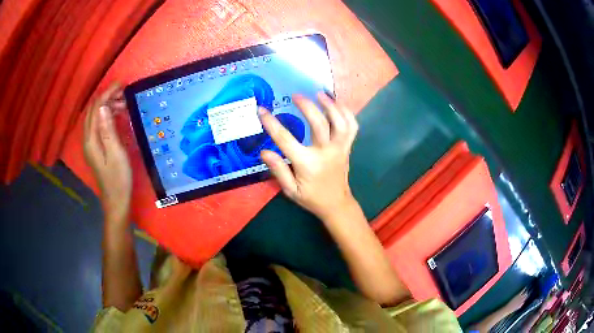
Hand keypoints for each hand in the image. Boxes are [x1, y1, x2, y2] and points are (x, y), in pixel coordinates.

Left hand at [83, 83, 131, 222]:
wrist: (116, 201)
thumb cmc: (119, 179)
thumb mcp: (116, 153)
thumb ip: (108, 130)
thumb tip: (103, 106)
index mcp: (91, 140)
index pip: (96, 108)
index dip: (107, 94)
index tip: (121, 84)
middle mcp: (87, 139)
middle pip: (93, 111)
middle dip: (106, 97)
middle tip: (124, 92)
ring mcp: (90, 144)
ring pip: (95, 117)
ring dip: (107, 106)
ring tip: (123, 103)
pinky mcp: (95, 148)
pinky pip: (98, 125)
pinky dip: (106, 115)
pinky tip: (117, 116)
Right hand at [259, 93, 358, 219]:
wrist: (336, 204)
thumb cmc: (311, 198)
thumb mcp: (290, 190)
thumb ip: (278, 170)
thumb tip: (264, 151)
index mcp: (307, 163)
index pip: (286, 139)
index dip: (272, 123)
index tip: (262, 110)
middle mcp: (326, 152)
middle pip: (319, 124)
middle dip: (307, 106)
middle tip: (296, 95)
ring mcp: (340, 148)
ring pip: (340, 122)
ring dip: (331, 105)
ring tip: (320, 94)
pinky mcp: (348, 147)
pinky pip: (352, 127)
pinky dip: (347, 113)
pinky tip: (337, 104)